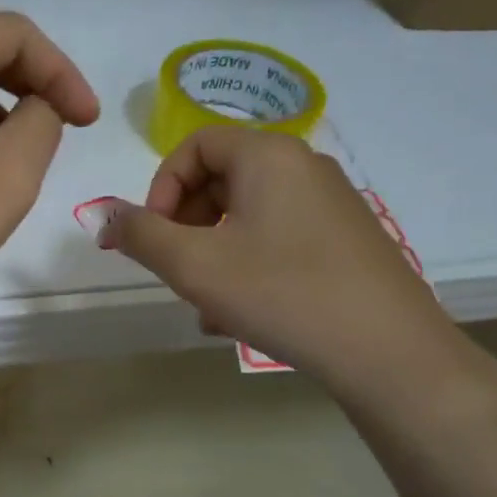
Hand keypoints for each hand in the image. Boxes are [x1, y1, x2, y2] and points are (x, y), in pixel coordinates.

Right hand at [103, 126, 467, 399]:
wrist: (388, 351)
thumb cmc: (281, 293)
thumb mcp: (193, 265)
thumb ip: (140, 234)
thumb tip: (108, 216)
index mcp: (268, 156)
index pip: (195, 145)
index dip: (162, 187)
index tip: (155, 236)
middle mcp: (303, 166)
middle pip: (220, 177)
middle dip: (185, 223)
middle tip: (177, 268)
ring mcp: (331, 203)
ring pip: (247, 214)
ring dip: (212, 251)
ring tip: (205, 304)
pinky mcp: (346, 238)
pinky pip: (278, 236)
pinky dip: (247, 263)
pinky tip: (241, 314)